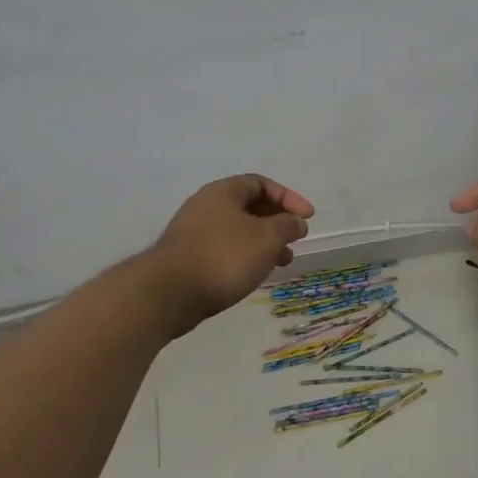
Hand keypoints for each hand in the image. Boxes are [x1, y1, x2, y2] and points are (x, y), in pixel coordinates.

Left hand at [150, 174, 314, 321]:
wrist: (169, 293)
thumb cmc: (224, 257)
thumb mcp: (266, 238)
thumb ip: (287, 225)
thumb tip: (296, 221)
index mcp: (224, 191)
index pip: (262, 184)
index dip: (289, 198)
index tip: (308, 217)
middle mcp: (207, 204)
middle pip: (250, 206)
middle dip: (277, 222)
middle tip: (295, 240)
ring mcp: (194, 231)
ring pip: (238, 229)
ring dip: (264, 242)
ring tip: (282, 261)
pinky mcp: (188, 256)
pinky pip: (225, 247)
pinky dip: (245, 255)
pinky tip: (255, 273)